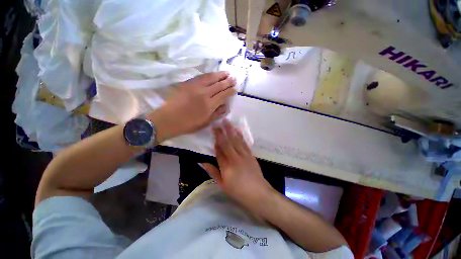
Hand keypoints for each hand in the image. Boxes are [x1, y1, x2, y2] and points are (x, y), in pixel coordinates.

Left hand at [147, 72, 236, 141]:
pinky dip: (209, 74)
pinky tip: (213, 74)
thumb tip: (226, 106)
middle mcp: (204, 93)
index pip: (223, 95)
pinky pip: (201, 76)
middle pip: (219, 85)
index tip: (235, 88)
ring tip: (227, 72)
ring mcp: (195, 87)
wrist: (168, 119)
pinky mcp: (188, 83)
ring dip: (220, 75)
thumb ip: (217, 113)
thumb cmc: (188, 124)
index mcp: (209, 105)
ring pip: (211, 78)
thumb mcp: (205, 122)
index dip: (230, 91)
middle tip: (234, 78)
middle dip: (228, 81)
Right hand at [203, 120, 273, 210]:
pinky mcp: (250, 155)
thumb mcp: (222, 185)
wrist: (258, 193)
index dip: (215, 142)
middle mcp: (235, 158)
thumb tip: (202, 163)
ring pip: (236, 140)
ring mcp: (244, 155)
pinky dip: (240, 136)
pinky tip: (237, 130)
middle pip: (227, 143)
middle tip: (217, 123)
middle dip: (221, 132)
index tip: (213, 133)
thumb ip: (213, 172)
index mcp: (226, 166)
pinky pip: (244, 143)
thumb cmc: (238, 191)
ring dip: (231, 130)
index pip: (219, 151)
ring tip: (227, 122)